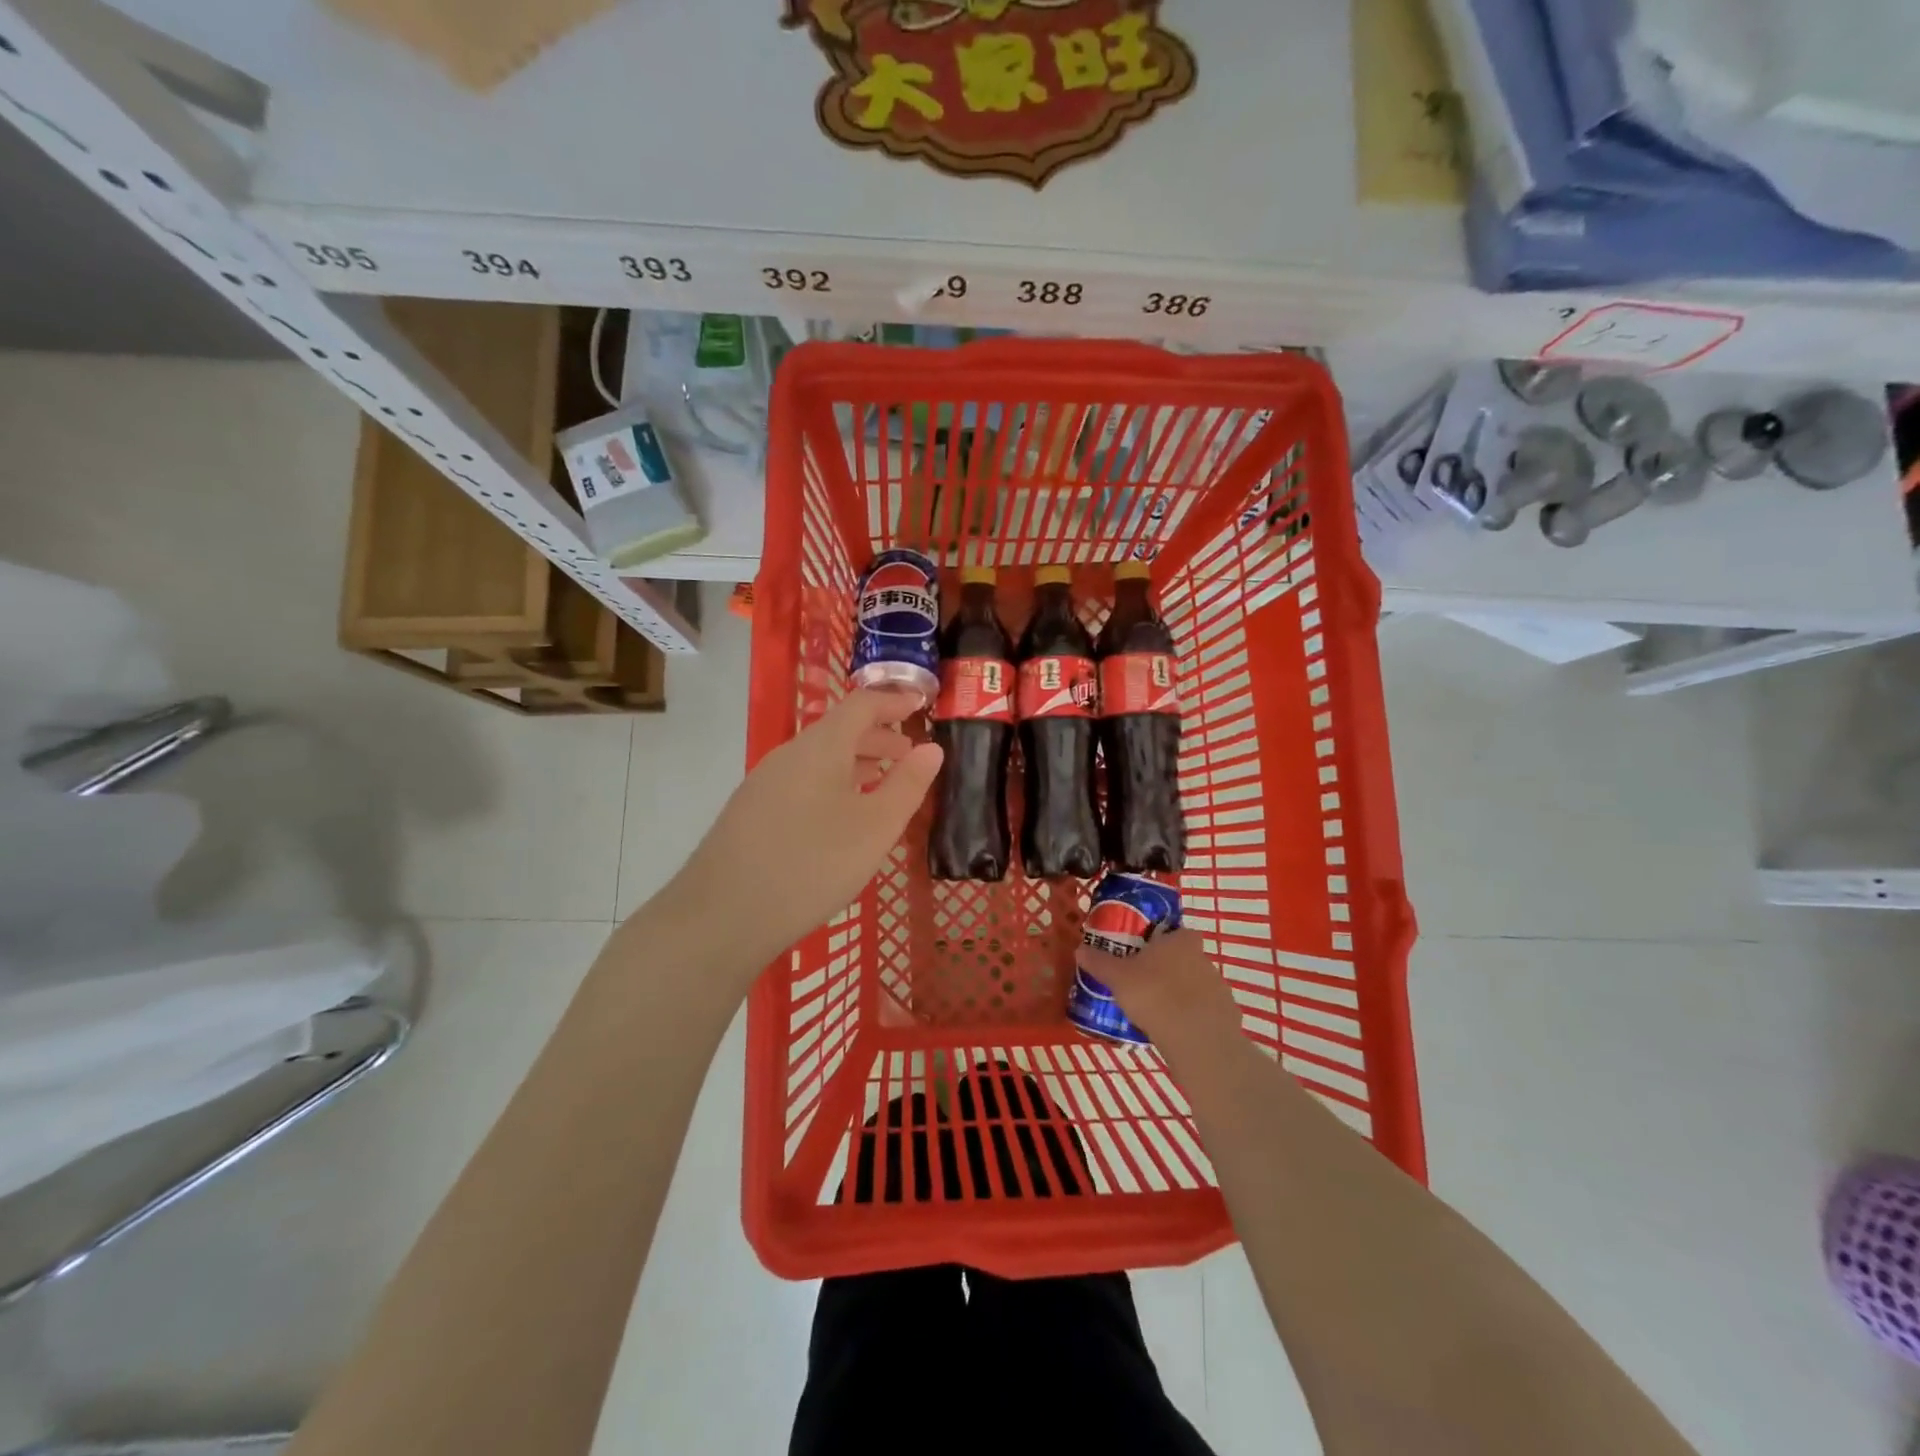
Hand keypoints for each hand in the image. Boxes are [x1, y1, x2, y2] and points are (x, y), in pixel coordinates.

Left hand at [674, 689, 941, 971]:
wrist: (722, 916)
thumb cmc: (812, 865)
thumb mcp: (875, 828)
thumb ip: (907, 785)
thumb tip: (931, 749)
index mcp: (820, 747)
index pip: (862, 705)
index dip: (894, 702)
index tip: (921, 705)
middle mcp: (788, 756)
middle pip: (839, 731)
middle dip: (879, 738)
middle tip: (910, 757)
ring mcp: (763, 784)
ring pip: (819, 760)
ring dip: (856, 764)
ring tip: (882, 786)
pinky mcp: (751, 813)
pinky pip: (802, 783)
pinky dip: (832, 785)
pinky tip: (840, 819)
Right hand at [1077, 929, 1243, 1057]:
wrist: (1197, 1039)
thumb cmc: (1155, 995)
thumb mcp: (1117, 977)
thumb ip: (1099, 962)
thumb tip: (1079, 949)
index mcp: (1181, 941)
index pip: (1177, 932)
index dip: (1163, 941)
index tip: (1145, 955)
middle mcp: (1204, 958)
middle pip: (1185, 958)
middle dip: (1168, 969)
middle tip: (1145, 984)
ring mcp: (1219, 988)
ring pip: (1196, 985)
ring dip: (1182, 994)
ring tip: (1157, 1012)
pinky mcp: (1227, 1016)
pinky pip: (1206, 1012)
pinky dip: (1193, 1018)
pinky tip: (1175, 1031)